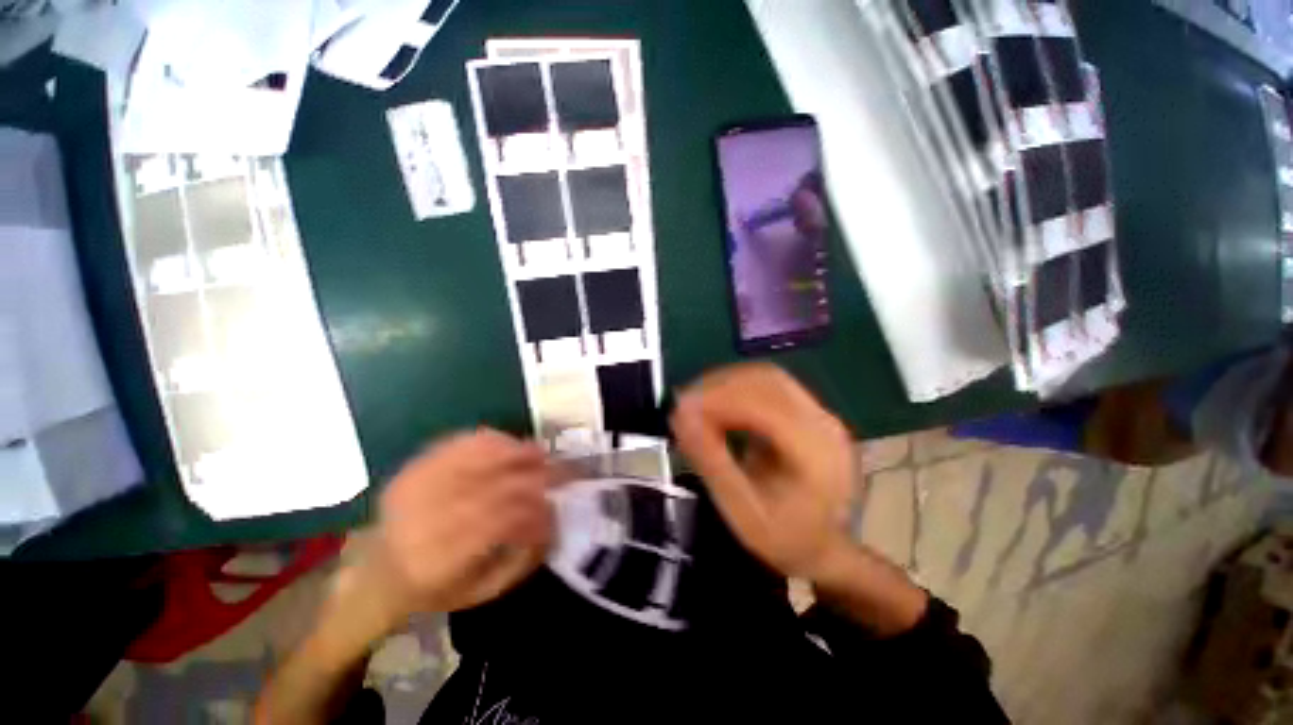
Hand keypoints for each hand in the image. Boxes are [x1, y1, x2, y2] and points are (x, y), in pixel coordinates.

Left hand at [359, 430, 555, 626]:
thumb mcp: (477, 594)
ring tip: (543, 454)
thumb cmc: (433, 588)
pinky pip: (462, 443)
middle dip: (535, 477)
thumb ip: (519, 563)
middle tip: (563, 475)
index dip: (535, 511)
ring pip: (479, 458)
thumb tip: (551, 525)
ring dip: (519, 452)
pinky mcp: (415, 466)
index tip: (556, 510)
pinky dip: (494, 440)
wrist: (376, 571)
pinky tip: (513, 445)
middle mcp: (422, 518)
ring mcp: (415, 486)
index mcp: (436, 560)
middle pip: (493, 485)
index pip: (499, 522)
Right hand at [670, 364, 854, 581]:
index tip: (681, 408)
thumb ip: (712, 463)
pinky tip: (718, 403)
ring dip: (727, 383)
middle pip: (767, 381)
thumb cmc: (786, 539)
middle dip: (719, 386)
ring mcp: (820, 414)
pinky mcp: (810, 412)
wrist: (828, 549)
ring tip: (696, 402)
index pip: (764, 405)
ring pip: (767, 377)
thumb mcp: (743, 513)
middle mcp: (824, 423)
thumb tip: (681, 417)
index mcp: (816, 453)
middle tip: (684, 403)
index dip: (719, 399)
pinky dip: (738, 387)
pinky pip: (770, 386)